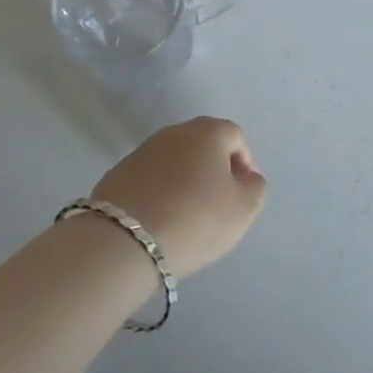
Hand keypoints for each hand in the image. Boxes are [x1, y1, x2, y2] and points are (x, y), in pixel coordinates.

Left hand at [91, 116, 266, 275]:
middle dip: (214, 170)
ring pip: (175, 161)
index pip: (236, 137)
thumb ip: (255, 187)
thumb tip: (245, 177)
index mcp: (208, 131)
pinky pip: (150, 178)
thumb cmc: (195, 219)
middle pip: (203, 145)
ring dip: (185, 181)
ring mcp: (142, 150)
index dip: (245, 165)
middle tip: (217, 205)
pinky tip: (159, 220)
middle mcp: (175, 131)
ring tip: (186, 216)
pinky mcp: (118, 173)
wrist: (123, 241)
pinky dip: (159, 193)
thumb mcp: (243, 209)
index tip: (242, 196)